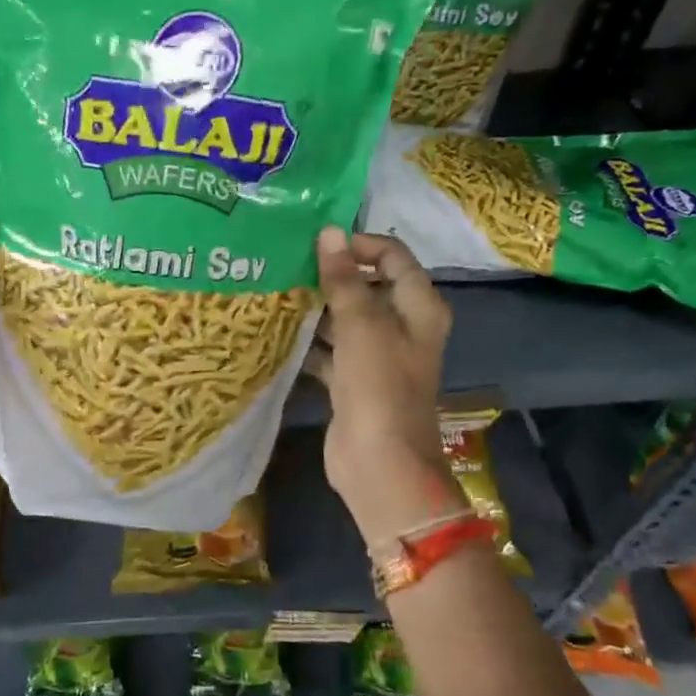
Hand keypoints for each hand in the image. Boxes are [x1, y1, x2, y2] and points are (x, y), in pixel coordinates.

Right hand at [303, 226, 464, 545]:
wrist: (379, 463)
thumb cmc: (379, 386)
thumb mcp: (362, 325)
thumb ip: (344, 279)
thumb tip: (329, 233)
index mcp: (418, 308)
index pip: (393, 257)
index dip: (359, 245)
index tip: (318, 244)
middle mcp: (402, 328)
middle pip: (368, 287)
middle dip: (332, 276)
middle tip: (288, 265)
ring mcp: (377, 357)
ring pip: (345, 320)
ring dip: (317, 310)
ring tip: (277, 293)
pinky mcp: (353, 383)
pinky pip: (330, 352)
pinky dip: (310, 344)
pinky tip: (278, 334)